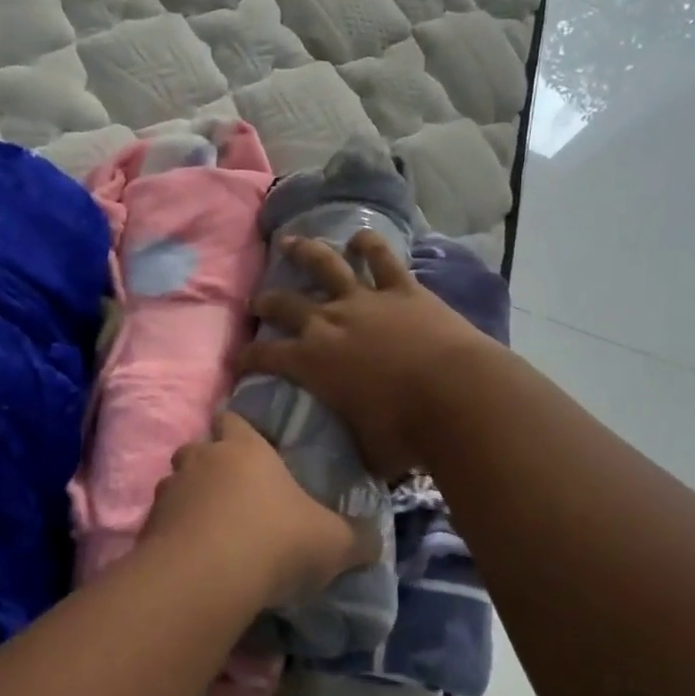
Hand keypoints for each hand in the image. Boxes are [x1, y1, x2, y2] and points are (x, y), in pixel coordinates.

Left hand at [145, 412, 376, 609]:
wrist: (207, 576)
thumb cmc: (277, 540)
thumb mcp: (333, 542)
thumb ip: (357, 538)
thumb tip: (374, 541)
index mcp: (244, 447)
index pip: (232, 418)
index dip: (238, 430)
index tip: (249, 448)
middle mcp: (202, 459)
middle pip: (197, 449)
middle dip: (209, 466)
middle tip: (231, 495)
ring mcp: (169, 491)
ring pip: (175, 485)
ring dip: (188, 501)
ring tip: (209, 531)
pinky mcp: (147, 528)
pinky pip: (161, 523)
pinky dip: (173, 535)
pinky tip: (192, 560)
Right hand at [237, 232, 497, 478]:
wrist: (456, 396)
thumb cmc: (405, 432)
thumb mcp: (366, 449)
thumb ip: (354, 444)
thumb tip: (355, 457)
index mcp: (312, 362)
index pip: (265, 356)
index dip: (247, 358)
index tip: (238, 361)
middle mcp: (329, 322)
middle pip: (285, 304)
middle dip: (266, 302)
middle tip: (257, 302)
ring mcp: (365, 300)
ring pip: (326, 265)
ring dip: (305, 252)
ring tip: (291, 242)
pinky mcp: (402, 290)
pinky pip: (382, 260)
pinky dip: (370, 245)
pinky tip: (361, 238)